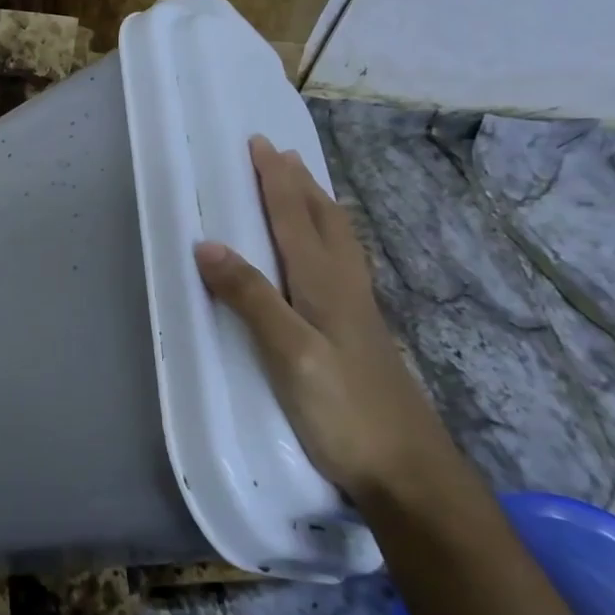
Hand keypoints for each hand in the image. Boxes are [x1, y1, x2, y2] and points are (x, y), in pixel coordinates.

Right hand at [193, 136, 453, 502]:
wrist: (408, 471)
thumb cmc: (343, 411)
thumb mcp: (288, 354)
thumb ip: (250, 298)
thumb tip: (207, 243)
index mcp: (325, 285)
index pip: (296, 219)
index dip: (276, 181)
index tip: (259, 144)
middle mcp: (345, 288)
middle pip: (324, 221)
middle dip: (300, 183)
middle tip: (281, 153)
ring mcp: (358, 312)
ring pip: (339, 242)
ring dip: (319, 207)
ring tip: (307, 188)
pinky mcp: (360, 335)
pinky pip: (342, 265)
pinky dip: (328, 240)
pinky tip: (327, 258)